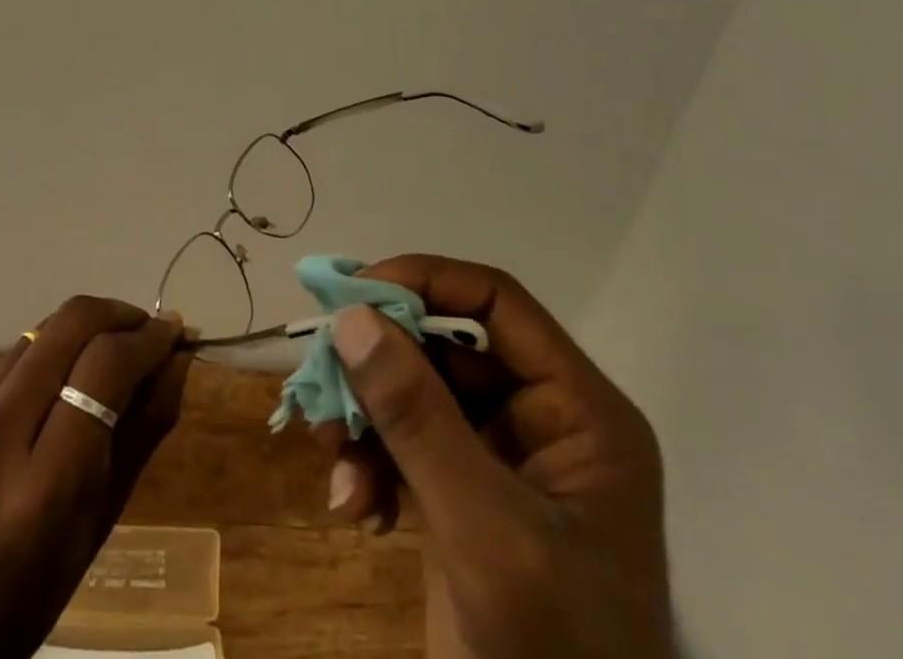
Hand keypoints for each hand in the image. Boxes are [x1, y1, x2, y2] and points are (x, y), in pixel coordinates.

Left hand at [0, 298, 191, 658]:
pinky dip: (52, 354)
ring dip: (87, 331)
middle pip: (71, 324)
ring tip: (110, 357)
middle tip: (148, 332)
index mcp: (42, 484)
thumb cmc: (30, 591)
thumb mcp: (102, 522)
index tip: (174, 333)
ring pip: (44, 329)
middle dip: (120, 314)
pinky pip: (16, 353)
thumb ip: (145, 430)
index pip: (104, 367)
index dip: (147, 339)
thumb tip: (178, 357)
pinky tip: (60, 387)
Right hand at [321, 255, 670, 658]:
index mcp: (579, 411)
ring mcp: (501, 459)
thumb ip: (419, 420)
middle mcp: (543, 420)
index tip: (353, 296)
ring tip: (337, 462)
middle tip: (324, 384)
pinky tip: (354, 506)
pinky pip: (406, 442)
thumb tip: (351, 318)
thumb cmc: (554, 656)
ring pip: (416, 391)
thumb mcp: (487, 533)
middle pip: (445, 345)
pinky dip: (372, 461)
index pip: (495, 301)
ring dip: (367, 418)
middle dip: (380, 366)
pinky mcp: (465, 496)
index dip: (423, 281)